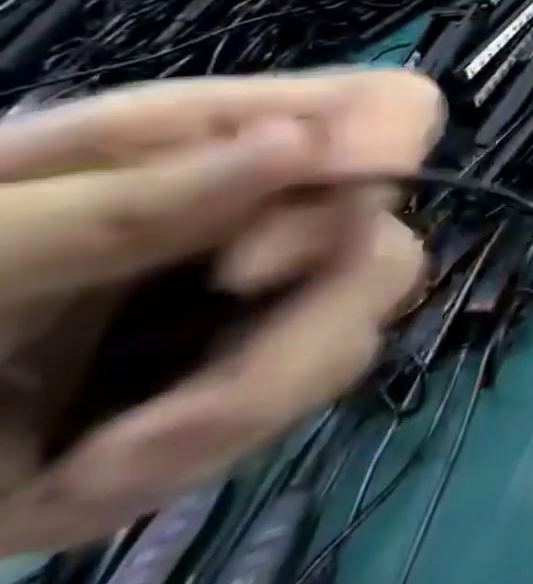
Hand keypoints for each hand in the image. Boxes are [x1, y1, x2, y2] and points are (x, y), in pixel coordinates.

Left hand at [0, 71, 436, 554]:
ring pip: (360, 336)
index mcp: (231, 147)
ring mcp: (269, 309)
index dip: (391, 153)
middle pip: (390, 245)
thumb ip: (132, 198)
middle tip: (202, 332)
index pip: (392, 110)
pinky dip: (196, 453)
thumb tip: (301, 139)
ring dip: (248, 399)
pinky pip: (288, 417)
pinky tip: (88, 473)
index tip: (299, 222)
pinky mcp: (242, 393)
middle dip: (313, 311)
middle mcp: (278, 217)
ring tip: (103, 460)